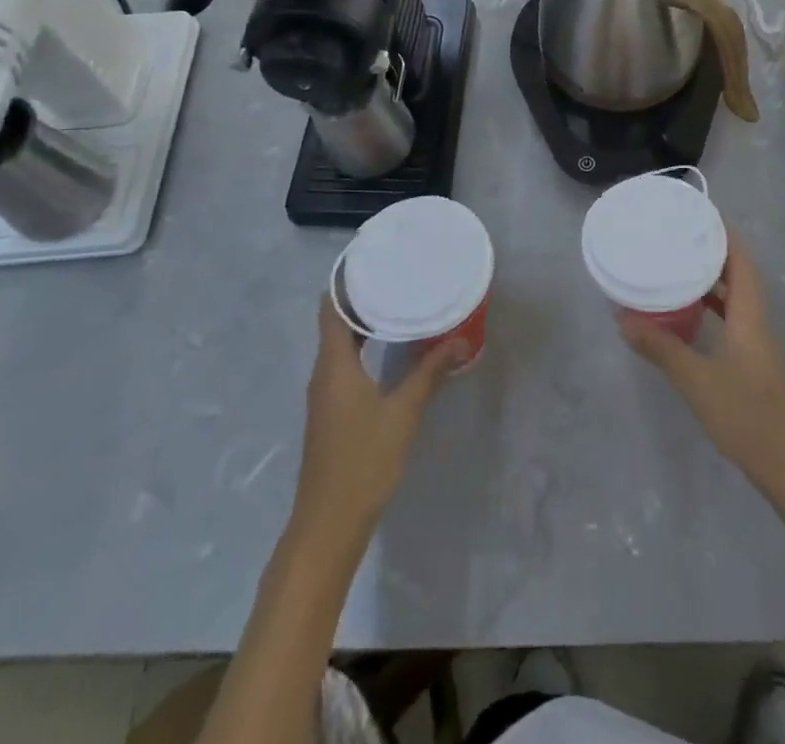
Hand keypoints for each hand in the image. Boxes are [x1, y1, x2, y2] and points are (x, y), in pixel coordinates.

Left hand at [292, 297, 463, 537]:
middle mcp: (324, 373)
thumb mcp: (403, 412)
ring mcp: (326, 395)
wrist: (328, 524)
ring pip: (340, 345)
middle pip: (336, 323)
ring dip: (364, 323)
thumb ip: (430, 372)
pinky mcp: (332, 412)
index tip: (371, 260)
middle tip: (396, 276)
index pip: (330, 309)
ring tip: (399, 304)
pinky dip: (364, 347)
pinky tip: (391, 350)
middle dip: (362, 298)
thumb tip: (460, 338)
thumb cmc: (363, 460)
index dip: (345, 282)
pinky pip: (345, 364)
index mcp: (333, 364)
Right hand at [619, 236, 784, 486]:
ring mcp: (756, 344)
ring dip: (714, 280)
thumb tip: (623, 320)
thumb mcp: (697, 381)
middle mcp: (756, 323)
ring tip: (681, 266)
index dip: (726, 236)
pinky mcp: (752, 363)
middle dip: (716, 253)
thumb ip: (661, 349)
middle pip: (741, 276)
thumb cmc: (746, 416)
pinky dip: (713, 308)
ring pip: (737, 299)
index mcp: (750, 317)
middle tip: (682, 237)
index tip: (703, 215)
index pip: (742, 263)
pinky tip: (690, 315)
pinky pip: (733, 320)